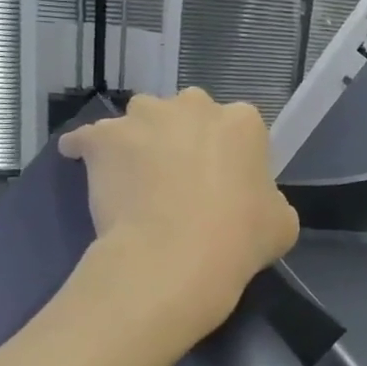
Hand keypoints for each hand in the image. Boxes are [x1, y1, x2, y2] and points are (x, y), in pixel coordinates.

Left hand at [58, 90, 298, 334]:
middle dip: (183, 139)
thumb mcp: (281, 223)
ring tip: (134, 178)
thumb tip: (253, 205)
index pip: (239, 128)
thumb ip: (269, 201)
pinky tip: (85, 166)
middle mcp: (193, 107)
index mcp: (243, 122)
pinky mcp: (102, 139)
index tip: (225, 183)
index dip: (230, 156)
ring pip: (139, 121)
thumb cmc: (240, 240)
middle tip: (181, 180)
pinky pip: (88, 138)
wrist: (175, 258)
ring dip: (138, 141)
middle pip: (187, 114)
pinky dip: (86, 150)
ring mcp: (144, 119)